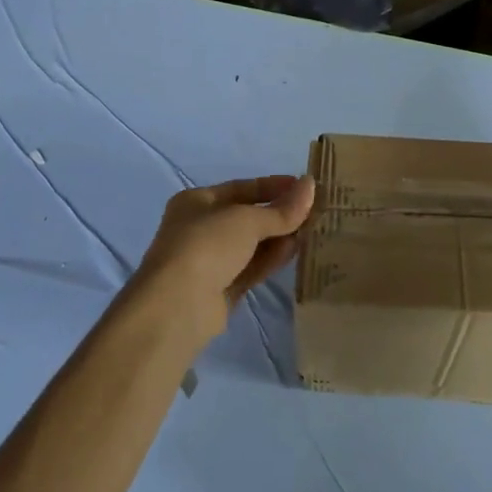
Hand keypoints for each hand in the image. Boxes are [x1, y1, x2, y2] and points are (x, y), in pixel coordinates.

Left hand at [123, 175, 315, 352]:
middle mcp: (200, 228)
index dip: (273, 186)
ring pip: (251, 244)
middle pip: (247, 217)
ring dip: (279, 236)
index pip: (241, 188)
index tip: (303, 187)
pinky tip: (295, 250)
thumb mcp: (247, 220)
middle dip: (279, 213)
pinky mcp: (220, 290)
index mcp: (197, 202)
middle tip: (314, 211)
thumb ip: (282, 208)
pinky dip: (271, 258)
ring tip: (311, 229)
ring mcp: (209, 261)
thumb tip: (311, 186)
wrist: (177, 305)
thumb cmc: (207, 245)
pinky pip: (251, 268)